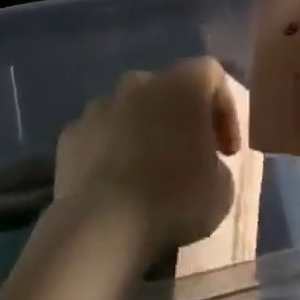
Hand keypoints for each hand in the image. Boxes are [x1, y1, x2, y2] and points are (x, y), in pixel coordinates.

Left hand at [53, 57, 241, 263]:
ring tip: (148, 174)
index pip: (213, 74)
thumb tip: (206, 165)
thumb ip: (218, 166)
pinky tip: (114, 186)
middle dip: (181, 118)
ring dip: (143, 132)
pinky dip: (110, 152)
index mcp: (183, 84)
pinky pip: (100, 135)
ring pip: (131, 109)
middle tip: (188, 159)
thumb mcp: (222, 191)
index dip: (225, 109)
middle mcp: (142, 81)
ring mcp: (102, 104)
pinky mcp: (73, 132)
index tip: (226, 151)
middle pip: (169, 88)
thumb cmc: (173, 199)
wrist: (102, 225)